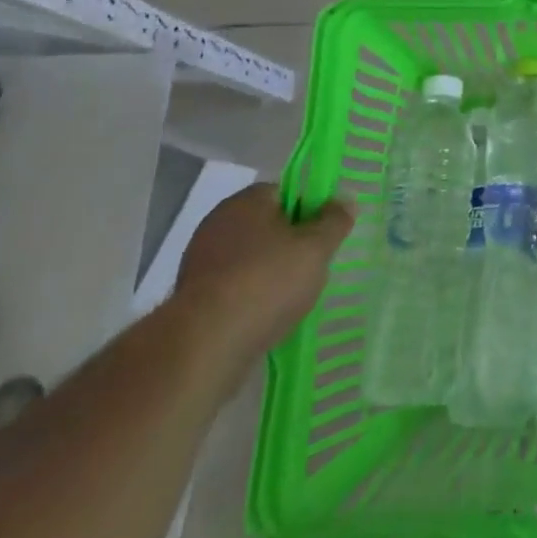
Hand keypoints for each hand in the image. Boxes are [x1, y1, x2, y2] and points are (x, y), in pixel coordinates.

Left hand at [174, 186, 355, 372]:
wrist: (205, 344)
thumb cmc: (267, 282)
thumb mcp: (316, 248)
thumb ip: (335, 221)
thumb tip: (345, 200)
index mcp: (247, 201)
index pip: (285, 192)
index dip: (309, 210)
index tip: (323, 235)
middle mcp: (218, 222)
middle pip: (267, 225)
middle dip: (290, 244)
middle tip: (312, 267)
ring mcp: (200, 261)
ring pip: (249, 258)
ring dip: (268, 273)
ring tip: (291, 299)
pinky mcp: (191, 297)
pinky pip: (232, 287)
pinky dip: (249, 298)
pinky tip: (264, 317)